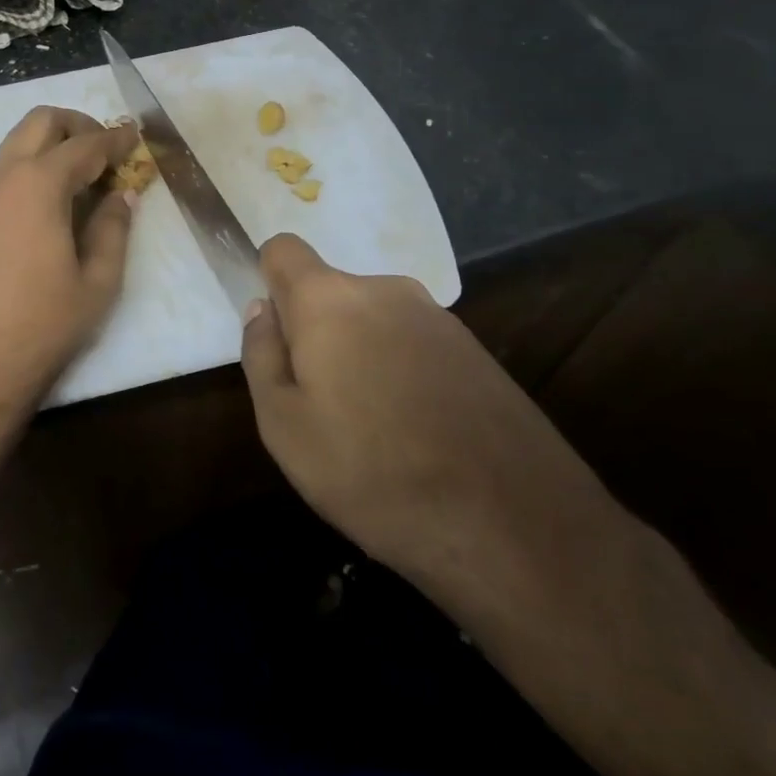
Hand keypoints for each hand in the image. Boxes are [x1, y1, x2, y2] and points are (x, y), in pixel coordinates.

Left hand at [0, 107, 138, 438]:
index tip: (136, 138)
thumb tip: (122, 195)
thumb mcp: (97, 282)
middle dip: (77, 126)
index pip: (85, 144)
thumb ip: (113, 228)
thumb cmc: (42, 326)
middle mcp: (0, 174)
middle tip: (105, 151)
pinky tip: (47, 203)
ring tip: (81, 178)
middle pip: (41, 121)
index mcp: (38, 184)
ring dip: (49, 145)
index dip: (116, 139)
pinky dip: (27, 167)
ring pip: (15, 143)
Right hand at [239, 233, 622, 618]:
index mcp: (330, 299)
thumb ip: (262, 355)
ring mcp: (439, 318)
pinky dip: (401, 371)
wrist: (513, 526)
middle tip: (320, 402)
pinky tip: (417, 433)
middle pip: (330, 292)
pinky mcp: (477, 351)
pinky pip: (414, 343)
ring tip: (372, 428)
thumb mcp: (283, 426)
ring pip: (373, 320)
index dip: (269, 282)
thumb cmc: (372, 473)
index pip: (283, 249)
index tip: (276, 337)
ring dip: (361, 353)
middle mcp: (386, 290)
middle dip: (316, 331)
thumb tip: (262, 310)